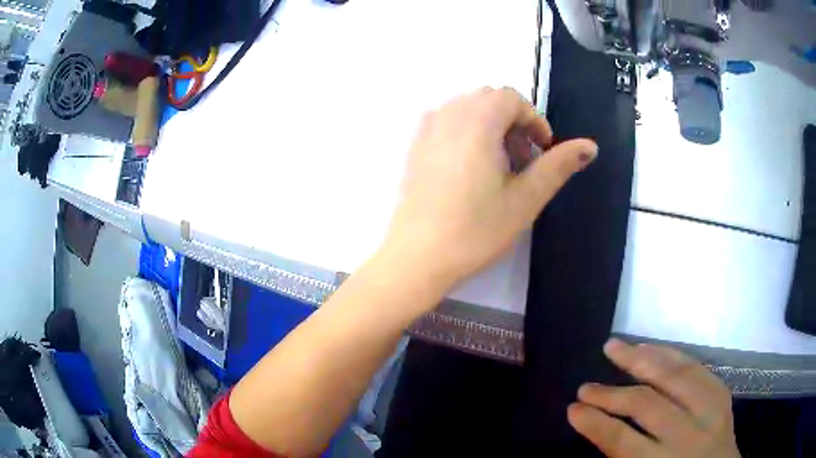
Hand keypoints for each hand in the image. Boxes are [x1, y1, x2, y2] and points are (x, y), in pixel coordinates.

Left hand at [380, 87, 597, 293]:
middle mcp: (448, 115)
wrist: (417, 258)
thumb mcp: (525, 199)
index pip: (511, 98)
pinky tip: (470, 168)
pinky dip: (466, 131)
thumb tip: (590, 146)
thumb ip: (558, 166)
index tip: (543, 150)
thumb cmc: (476, 230)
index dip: (534, 120)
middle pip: (488, 99)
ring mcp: (425, 130)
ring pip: (466, 108)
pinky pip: (445, 122)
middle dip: (513, 122)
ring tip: (498, 167)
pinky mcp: (413, 148)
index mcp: (476, 122)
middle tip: (523, 161)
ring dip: (490, 126)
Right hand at [569, 339, 739, 457]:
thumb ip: (625, 456)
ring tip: (615, 347)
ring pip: (674, 376)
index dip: (595, 423)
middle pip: (647, 406)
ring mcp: (710, 409)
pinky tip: (651, 348)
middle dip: (612, 394)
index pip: (622, 441)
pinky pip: (694, 366)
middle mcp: (688, 435)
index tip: (573, 409)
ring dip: (641, 359)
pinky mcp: (721, 392)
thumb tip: (599, 425)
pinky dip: (670, 354)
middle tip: (586, 386)